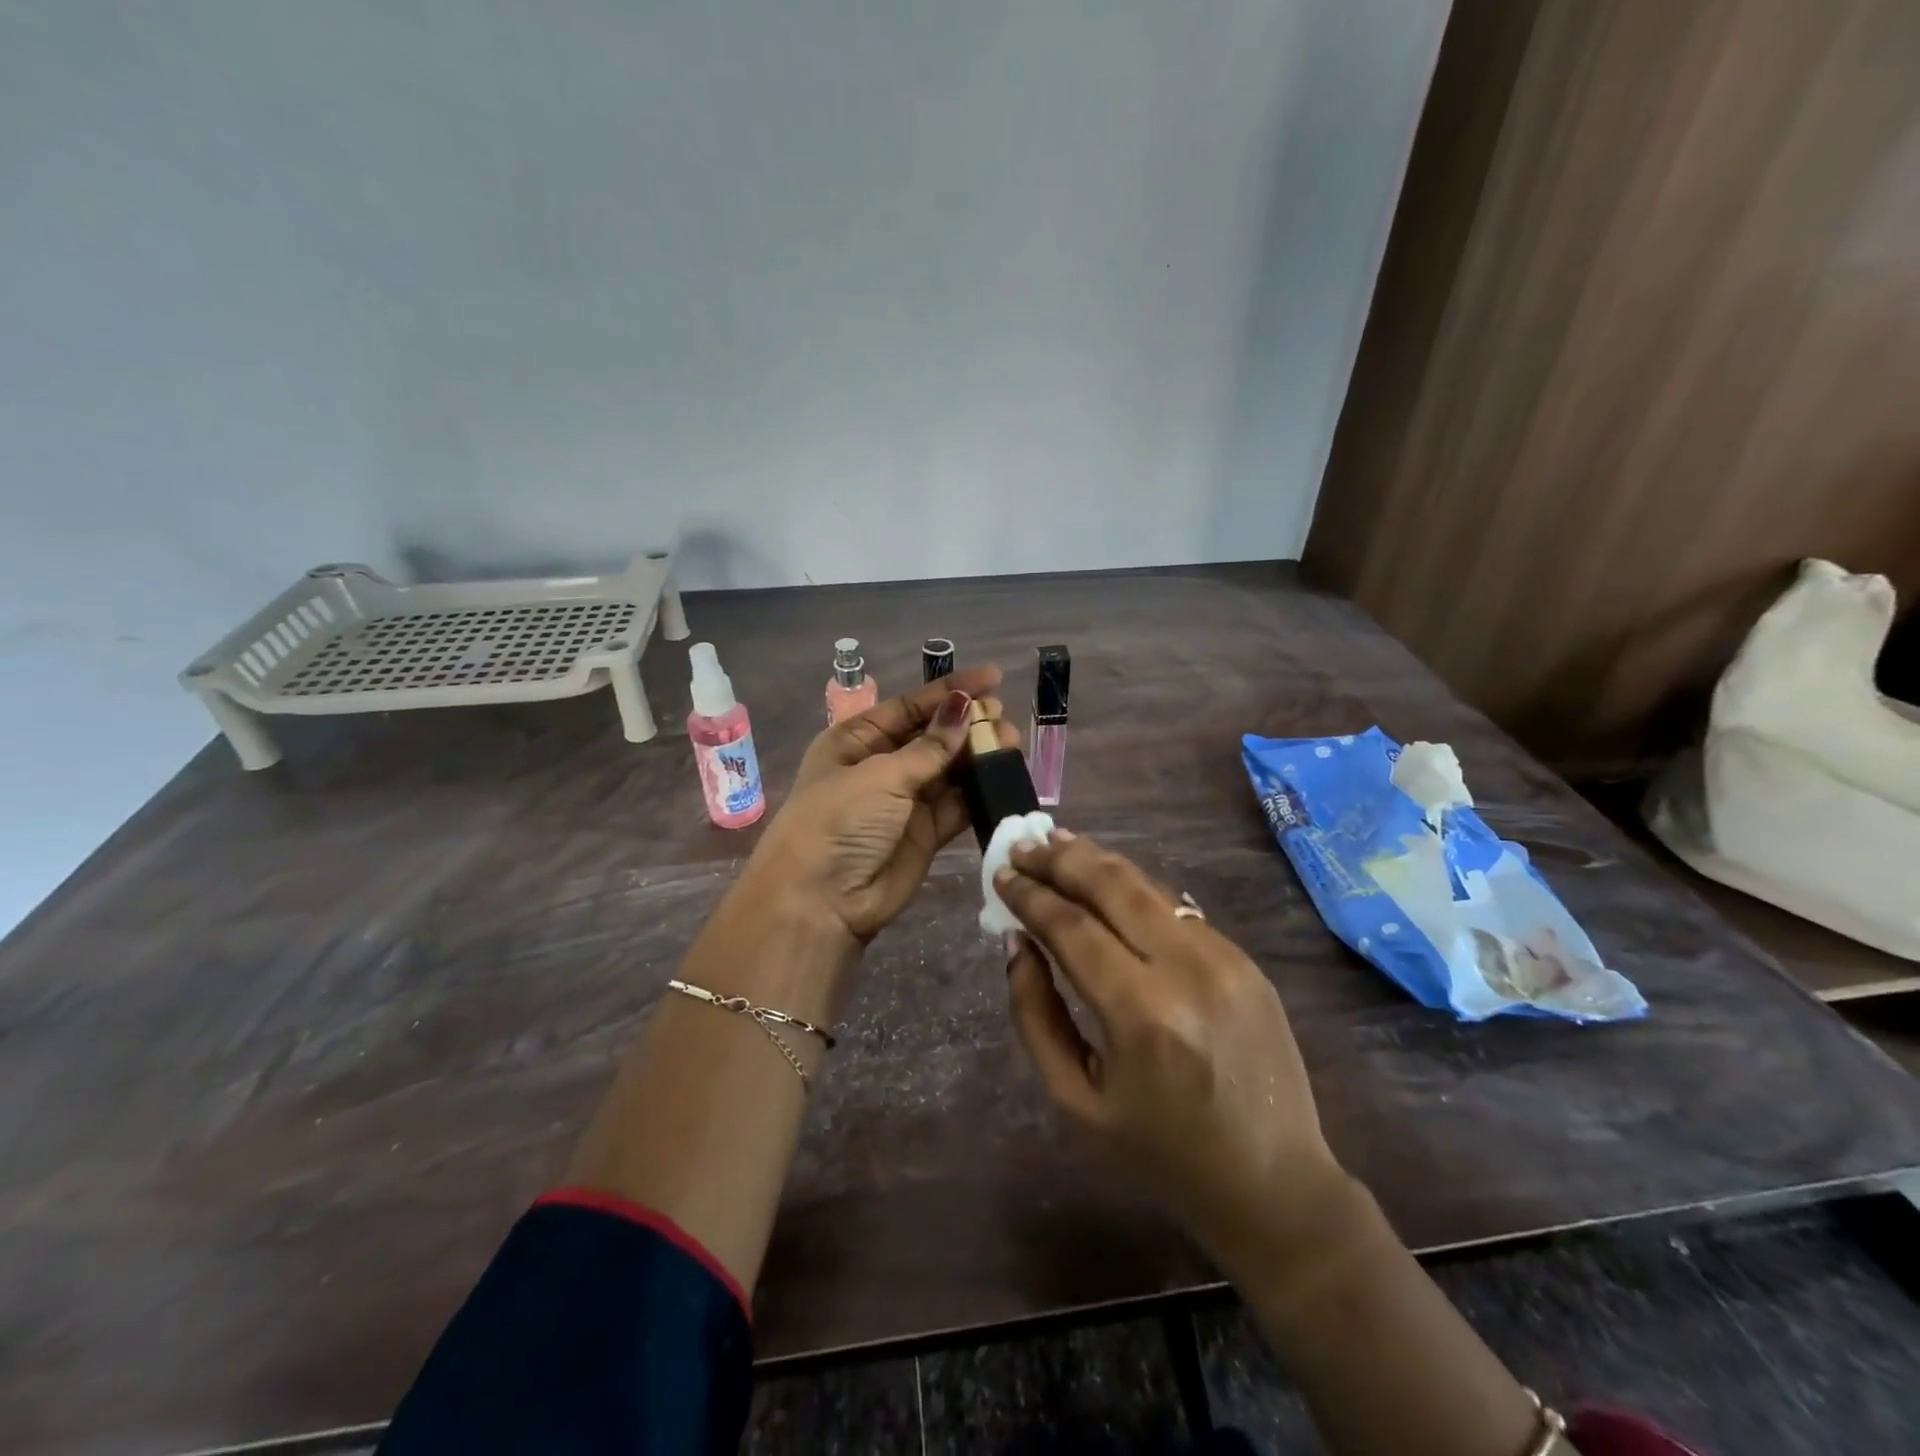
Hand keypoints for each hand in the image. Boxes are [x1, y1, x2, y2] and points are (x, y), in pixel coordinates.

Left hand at [744, 668, 1019, 944]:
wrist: (821, 901)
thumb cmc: (839, 822)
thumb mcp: (881, 775)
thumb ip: (930, 747)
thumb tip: (964, 708)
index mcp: (856, 740)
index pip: (910, 706)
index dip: (949, 691)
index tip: (992, 678)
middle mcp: (881, 766)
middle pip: (933, 736)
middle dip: (967, 724)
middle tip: (1002, 717)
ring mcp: (904, 801)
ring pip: (949, 770)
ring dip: (978, 756)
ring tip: (1011, 742)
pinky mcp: (925, 833)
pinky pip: (957, 804)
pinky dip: (979, 791)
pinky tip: (1004, 775)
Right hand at [996, 831, 1360, 1277]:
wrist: (1274, 1183)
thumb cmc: (1161, 1153)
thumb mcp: (1076, 1098)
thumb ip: (1036, 1014)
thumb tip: (1017, 943)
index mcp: (1142, 1015)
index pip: (1072, 927)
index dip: (1030, 895)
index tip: (1001, 874)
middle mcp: (1187, 969)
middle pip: (1113, 885)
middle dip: (1061, 858)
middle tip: (1024, 844)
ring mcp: (1224, 957)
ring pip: (1147, 885)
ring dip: (1097, 860)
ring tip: (1057, 844)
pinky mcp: (1244, 958)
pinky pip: (1175, 908)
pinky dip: (1132, 889)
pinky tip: (1105, 882)